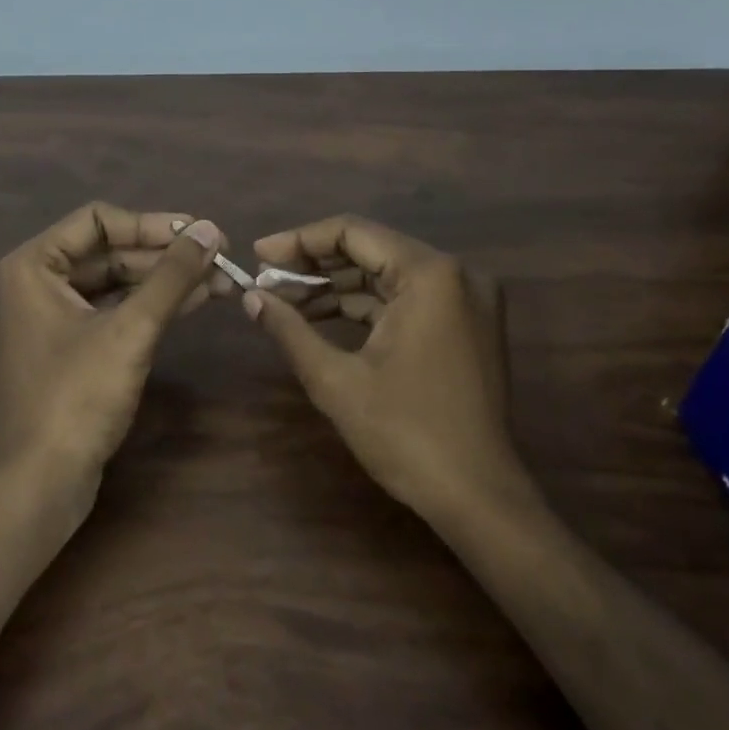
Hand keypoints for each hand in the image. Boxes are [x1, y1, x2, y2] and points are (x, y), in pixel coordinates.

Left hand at [0, 203, 225, 489]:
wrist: (38, 484)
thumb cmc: (77, 398)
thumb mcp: (130, 331)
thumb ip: (171, 276)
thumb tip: (209, 229)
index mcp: (32, 267)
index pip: (98, 220)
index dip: (153, 224)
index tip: (200, 233)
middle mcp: (34, 285)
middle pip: (107, 252)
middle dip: (164, 255)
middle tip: (219, 257)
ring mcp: (48, 320)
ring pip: (112, 284)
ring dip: (163, 282)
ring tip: (219, 279)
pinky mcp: (66, 351)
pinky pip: (109, 313)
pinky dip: (147, 308)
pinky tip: (191, 302)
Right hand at [243, 216, 537, 522]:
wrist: (478, 497)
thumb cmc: (406, 434)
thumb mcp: (336, 380)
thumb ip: (289, 329)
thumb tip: (250, 297)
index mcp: (429, 274)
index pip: (353, 232)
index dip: (299, 240)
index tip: (259, 255)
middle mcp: (455, 274)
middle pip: (371, 250)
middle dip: (315, 265)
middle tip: (266, 280)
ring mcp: (467, 299)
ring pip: (387, 275)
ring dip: (337, 286)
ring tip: (285, 301)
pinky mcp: (466, 324)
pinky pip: (407, 299)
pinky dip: (366, 306)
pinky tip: (323, 318)